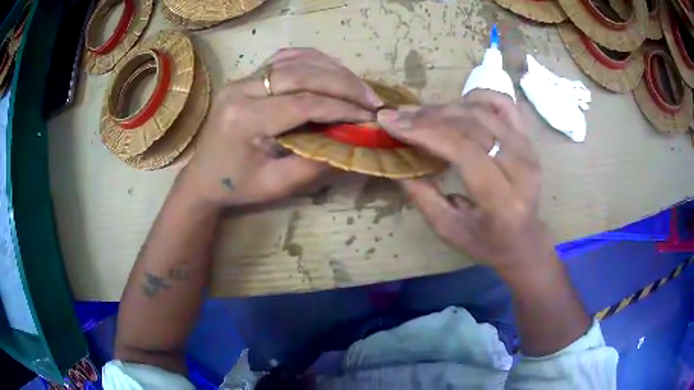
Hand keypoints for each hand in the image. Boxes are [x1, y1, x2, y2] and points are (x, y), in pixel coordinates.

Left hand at [182, 48, 382, 206]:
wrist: (203, 177)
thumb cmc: (237, 186)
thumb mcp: (276, 186)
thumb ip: (314, 164)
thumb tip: (352, 142)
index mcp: (244, 119)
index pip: (302, 103)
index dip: (340, 107)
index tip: (369, 116)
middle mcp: (240, 90)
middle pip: (300, 75)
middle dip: (343, 84)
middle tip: (371, 99)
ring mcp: (241, 79)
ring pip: (294, 61)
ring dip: (332, 70)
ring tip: (358, 87)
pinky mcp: (245, 77)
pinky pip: (283, 59)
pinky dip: (312, 61)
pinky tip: (331, 70)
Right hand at [377, 90, 553, 272]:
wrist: (525, 240)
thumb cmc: (487, 242)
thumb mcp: (449, 230)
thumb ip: (423, 197)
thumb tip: (398, 162)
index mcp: (502, 198)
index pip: (464, 150)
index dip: (426, 132)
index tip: (391, 122)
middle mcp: (520, 167)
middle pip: (471, 126)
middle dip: (429, 117)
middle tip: (398, 116)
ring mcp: (527, 148)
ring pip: (483, 111)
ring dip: (446, 108)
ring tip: (420, 114)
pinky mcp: (528, 139)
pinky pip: (504, 104)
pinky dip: (478, 97)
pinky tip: (458, 105)